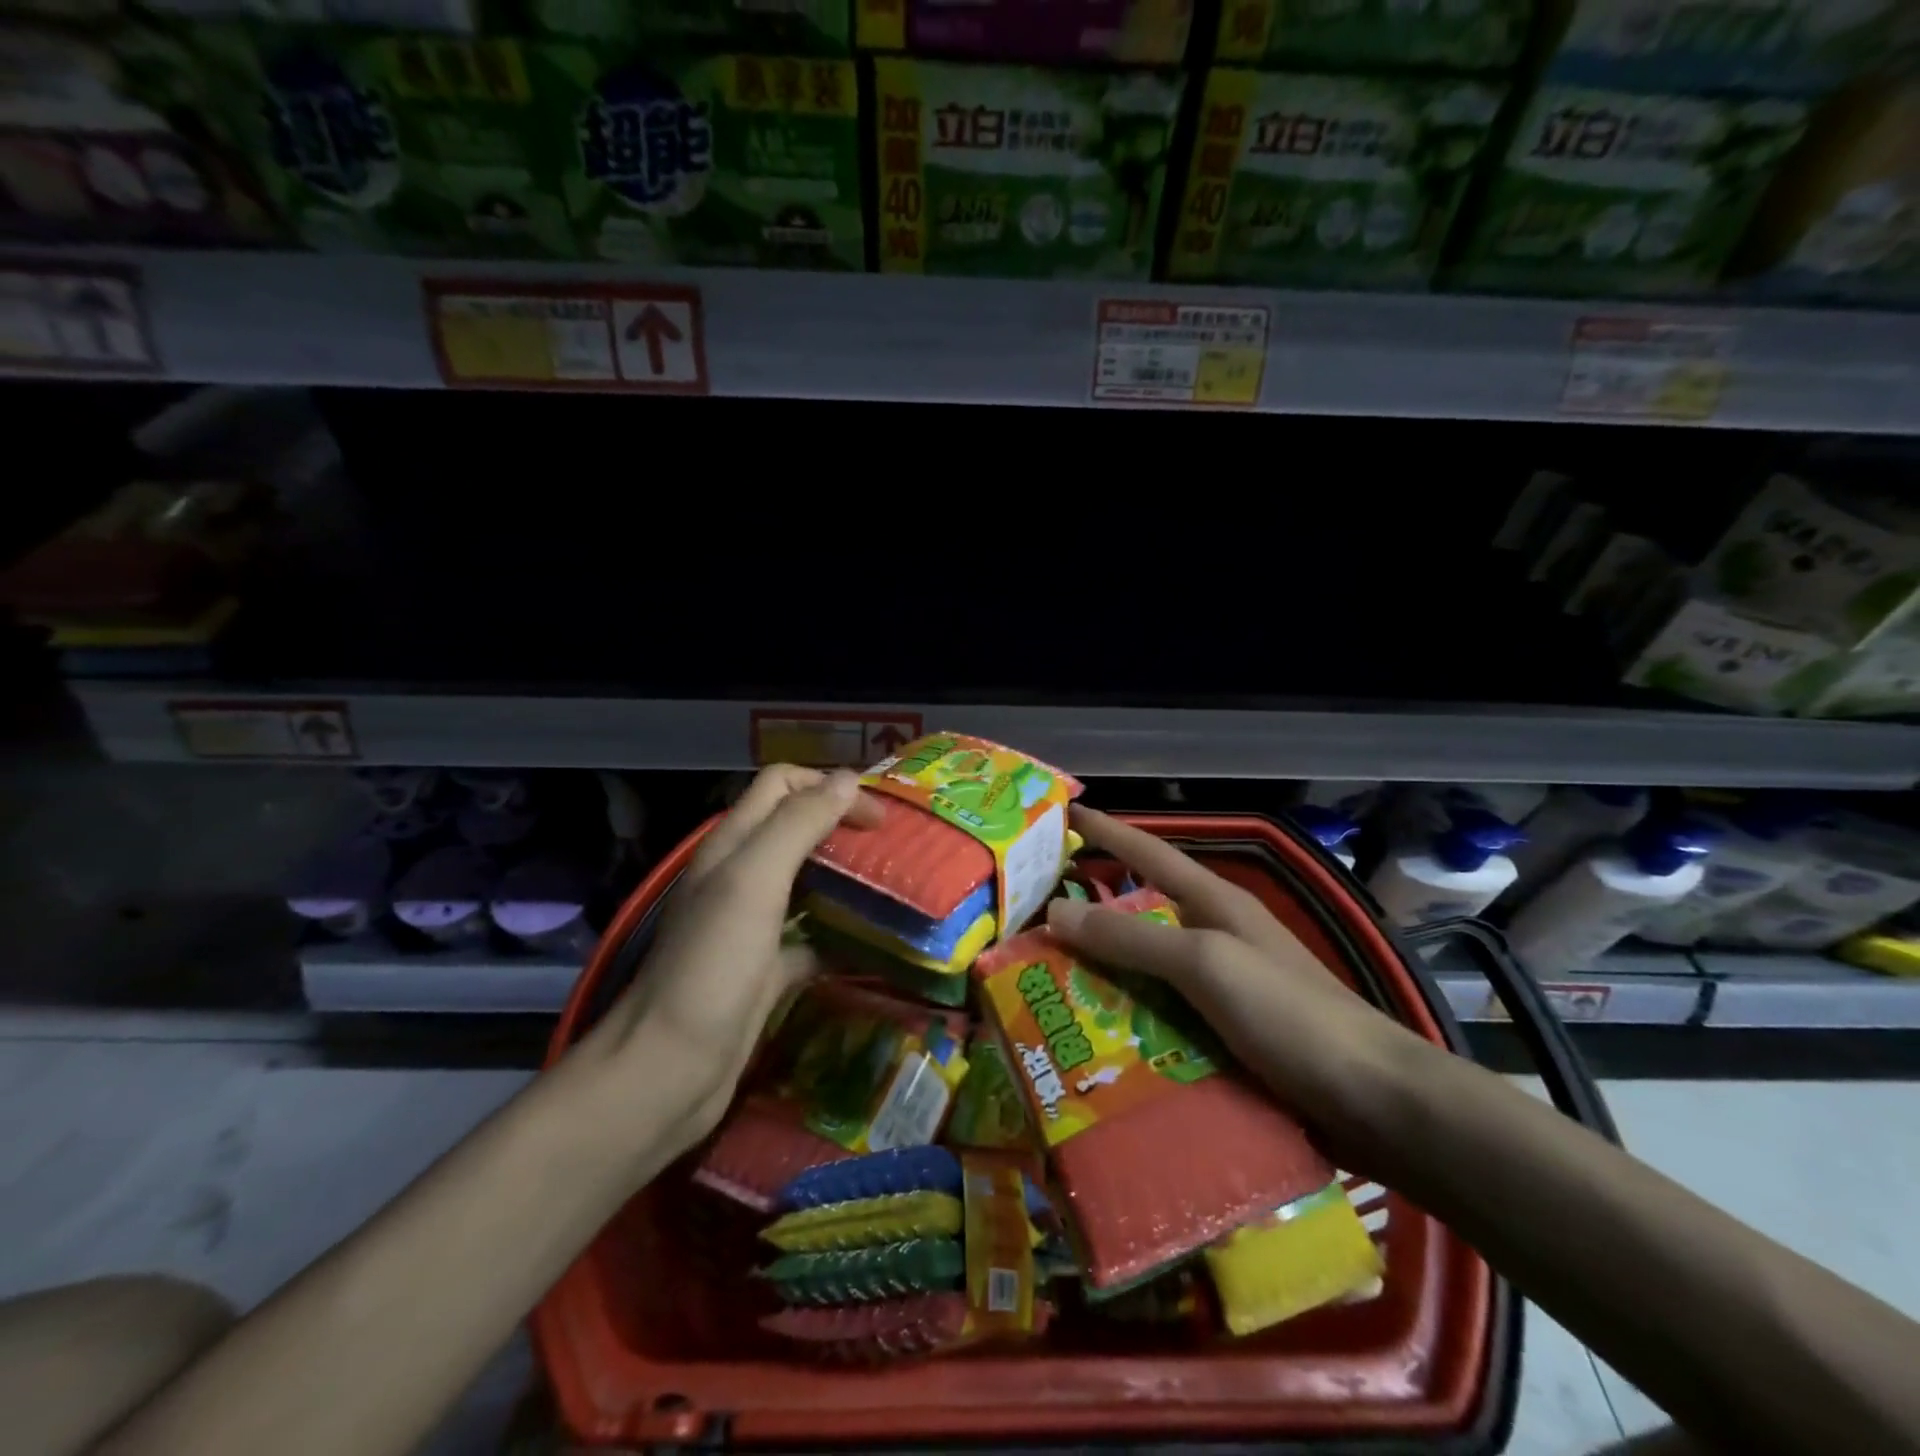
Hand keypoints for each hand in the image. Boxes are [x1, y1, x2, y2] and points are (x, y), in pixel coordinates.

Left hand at [577, 765, 881, 1149]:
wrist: (670, 1071)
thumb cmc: (713, 967)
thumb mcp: (753, 881)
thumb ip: (797, 824)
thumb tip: (847, 779)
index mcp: (732, 844)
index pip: (782, 784)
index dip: (829, 786)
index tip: (878, 817)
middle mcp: (739, 876)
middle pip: (796, 827)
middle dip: (842, 825)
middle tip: (894, 846)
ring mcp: (751, 924)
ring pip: (806, 880)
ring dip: (846, 874)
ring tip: (893, 885)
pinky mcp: (766, 968)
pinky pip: (812, 935)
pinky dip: (841, 931)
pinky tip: (874, 943)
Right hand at [1045, 806, 1418, 1133]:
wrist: (1377, 1103)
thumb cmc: (1290, 1015)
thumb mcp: (1206, 964)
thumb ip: (1131, 938)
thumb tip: (1056, 911)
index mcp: (1214, 903)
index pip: (1147, 852)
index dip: (1105, 830)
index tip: (1063, 812)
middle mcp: (1213, 937)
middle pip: (1138, 912)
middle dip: (1088, 910)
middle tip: (1030, 915)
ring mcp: (1221, 989)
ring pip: (1144, 969)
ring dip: (1100, 973)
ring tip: (1042, 981)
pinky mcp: (1224, 1036)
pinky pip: (1159, 1017)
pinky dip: (1125, 1020)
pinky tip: (1092, 1039)